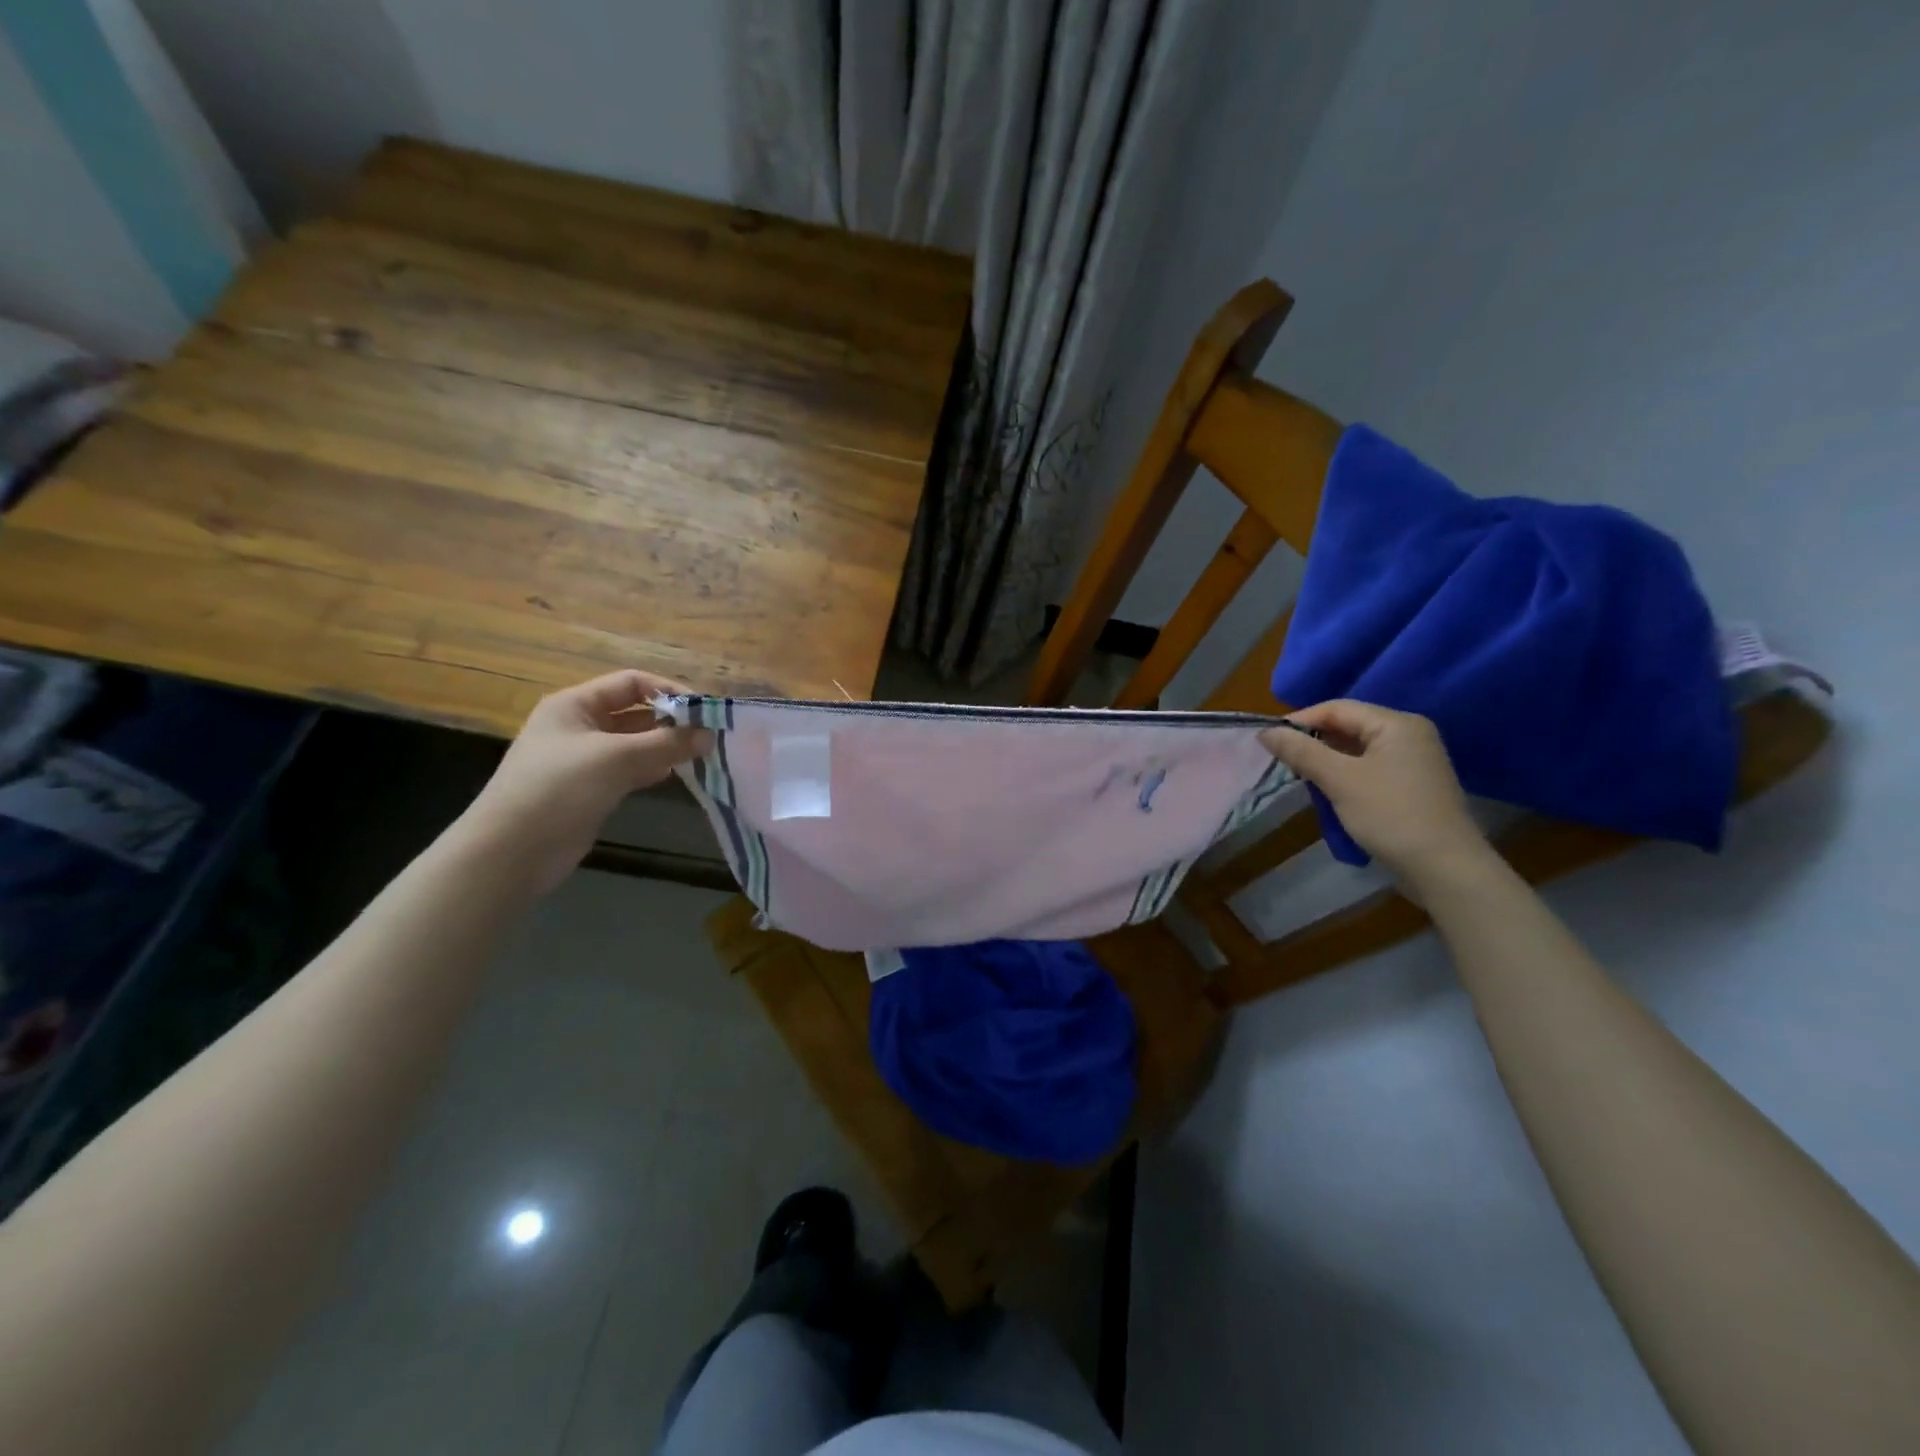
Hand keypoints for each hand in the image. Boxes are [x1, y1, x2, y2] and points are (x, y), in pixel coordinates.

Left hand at [457, 670, 710, 895]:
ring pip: (635, 743)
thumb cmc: (559, 789)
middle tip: (710, 736)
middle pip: (635, 713)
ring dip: (666, 746)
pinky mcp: (591, 789)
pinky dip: (653, 769)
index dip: (669, 691)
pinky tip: (676, 775)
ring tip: (702, 755)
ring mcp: (584, 759)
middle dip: (672, 721)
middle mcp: (579, 726)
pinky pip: (630, 769)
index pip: (631, 683)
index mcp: (575, 704)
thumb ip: (666, 743)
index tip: (704, 711)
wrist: (512, 852)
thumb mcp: (616, 758)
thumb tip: (710, 734)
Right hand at [1259, 700, 1491, 885]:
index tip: (1269, 741)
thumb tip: (1265, 731)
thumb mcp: (1340, 780)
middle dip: (1313, 742)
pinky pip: (1369, 768)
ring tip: (1301, 777)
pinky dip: (1345, 775)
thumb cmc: (1391, 815)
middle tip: (1282, 761)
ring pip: (1357, 749)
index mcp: (1397, 724)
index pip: (1338, 708)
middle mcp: (1409, 734)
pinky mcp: (1412, 785)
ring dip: (1327, 760)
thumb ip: (1302, 752)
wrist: (1445, 868)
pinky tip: (1329, 791)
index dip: (1300, 721)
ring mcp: (1414, 761)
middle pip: (1348, 726)